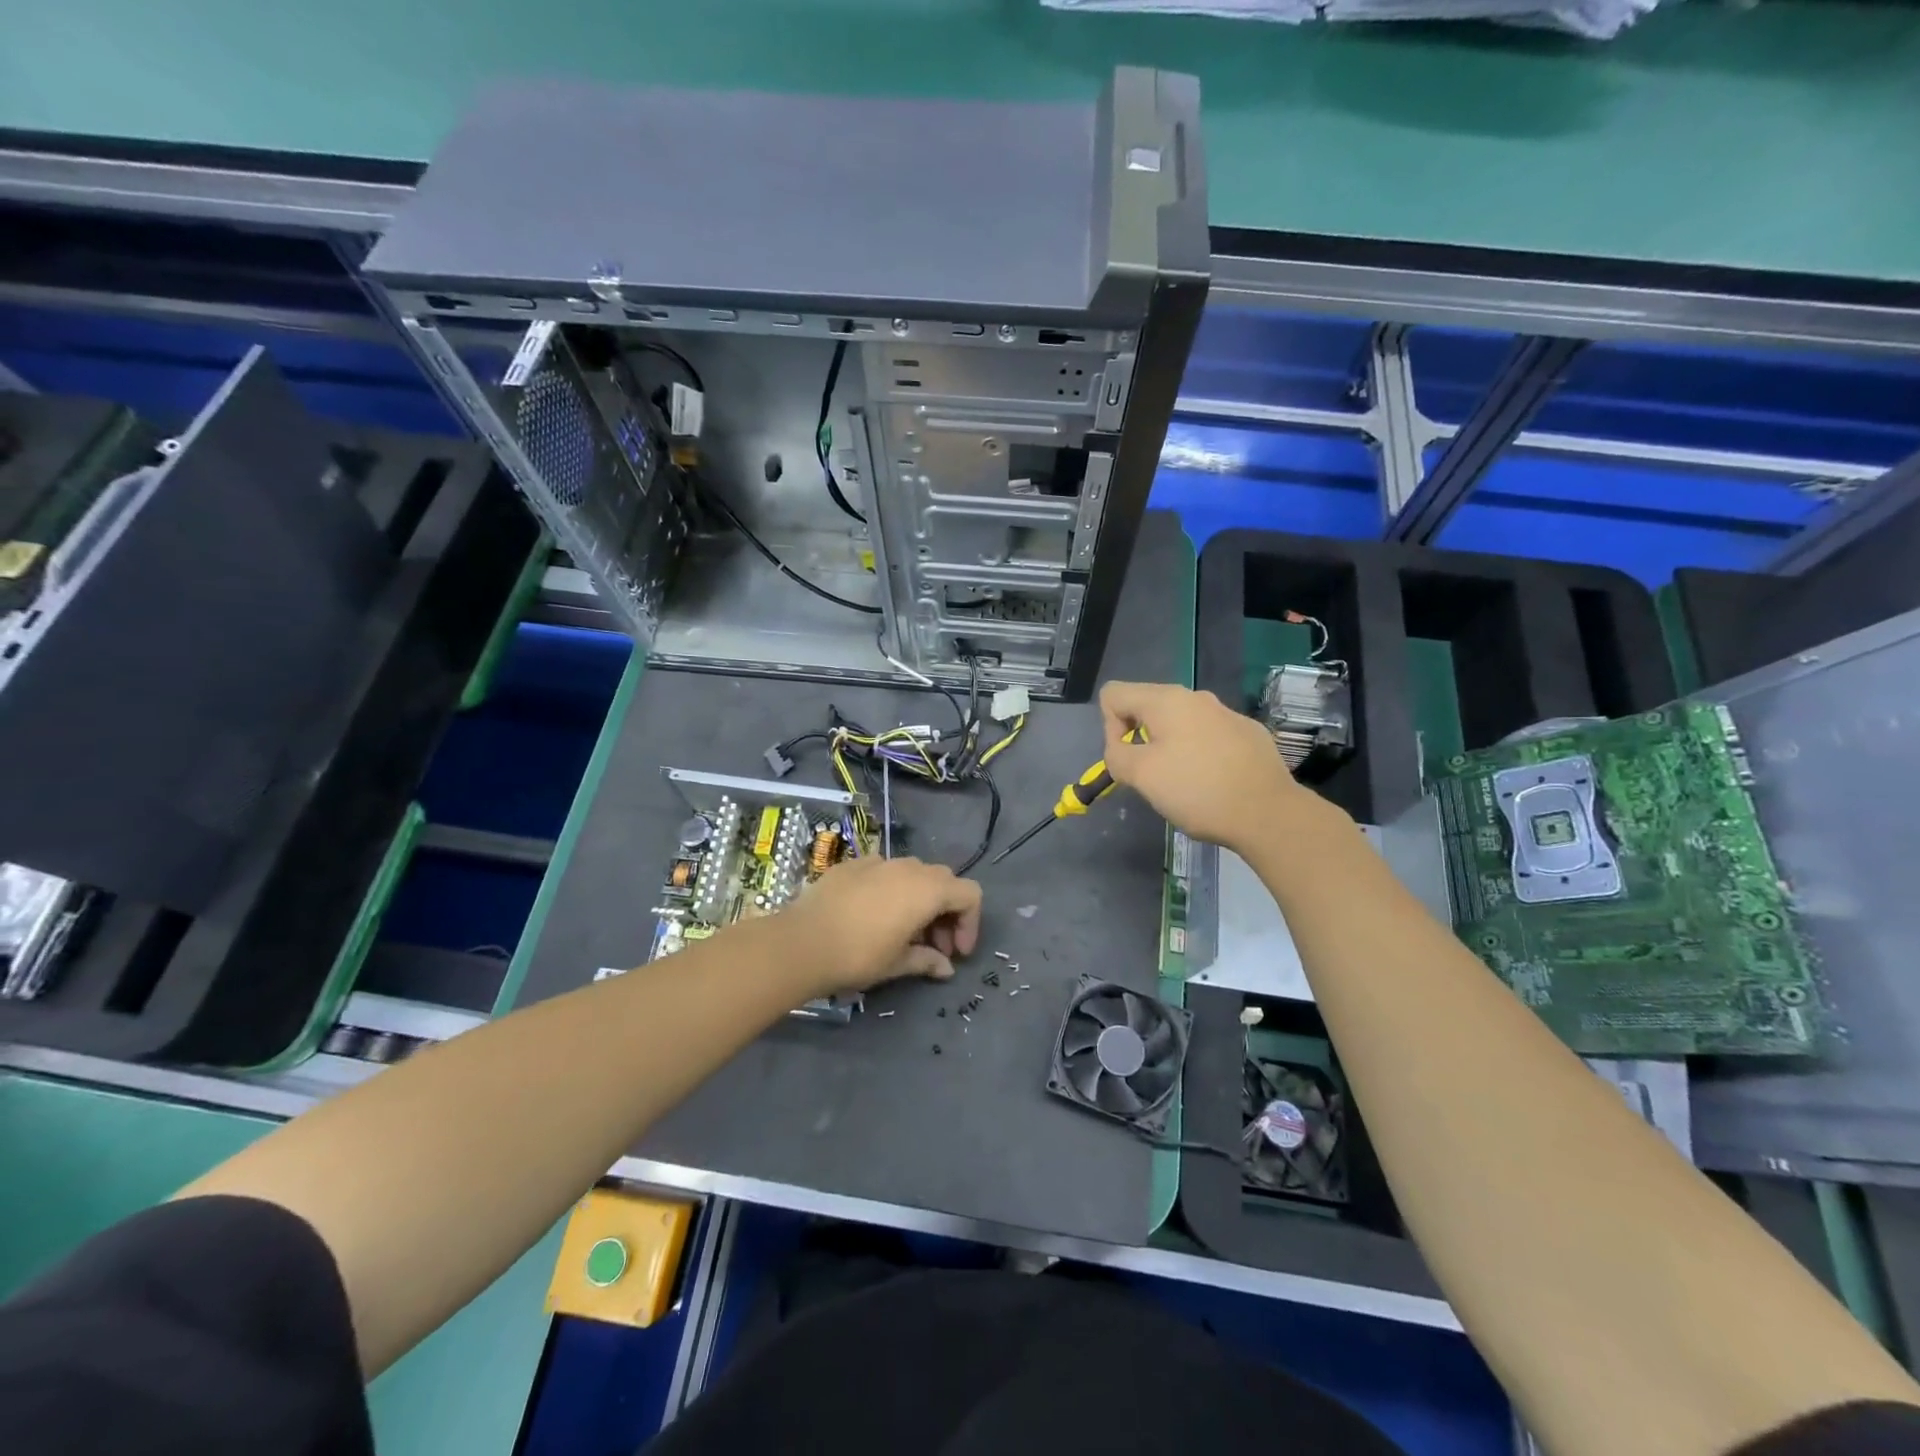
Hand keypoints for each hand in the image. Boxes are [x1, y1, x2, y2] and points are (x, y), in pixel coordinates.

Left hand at [782, 856, 981, 995]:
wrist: (801, 942)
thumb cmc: (858, 955)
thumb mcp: (898, 963)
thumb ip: (927, 961)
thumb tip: (945, 968)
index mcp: (928, 889)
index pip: (969, 894)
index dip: (970, 923)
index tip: (956, 952)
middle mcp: (908, 867)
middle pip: (943, 881)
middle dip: (946, 912)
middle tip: (934, 946)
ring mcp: (878, 861)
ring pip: (913, 873)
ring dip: (920, 899)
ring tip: (904, 931)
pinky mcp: (852, 864)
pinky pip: (884, 872)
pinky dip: (890, 890)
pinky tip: (872, 916)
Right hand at [1100, 681, 1312, 854]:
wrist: (1269, 813)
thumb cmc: (1197, 790)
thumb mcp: (1141, 776)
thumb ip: (1116, 755)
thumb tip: (1119, 749)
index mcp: (1166, 700)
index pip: (1114, 694)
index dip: (1108, 727)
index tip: (1128, 759)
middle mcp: (1196, 697)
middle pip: (1146, 706)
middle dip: (1139, 738)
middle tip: (1152, 776)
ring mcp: (1226, 713)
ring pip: (1179, 723)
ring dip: (1169, 747)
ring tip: (1183, 783)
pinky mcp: (1248, 733)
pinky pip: (1208, 735)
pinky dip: (1199, 754)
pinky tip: (1214, 782)